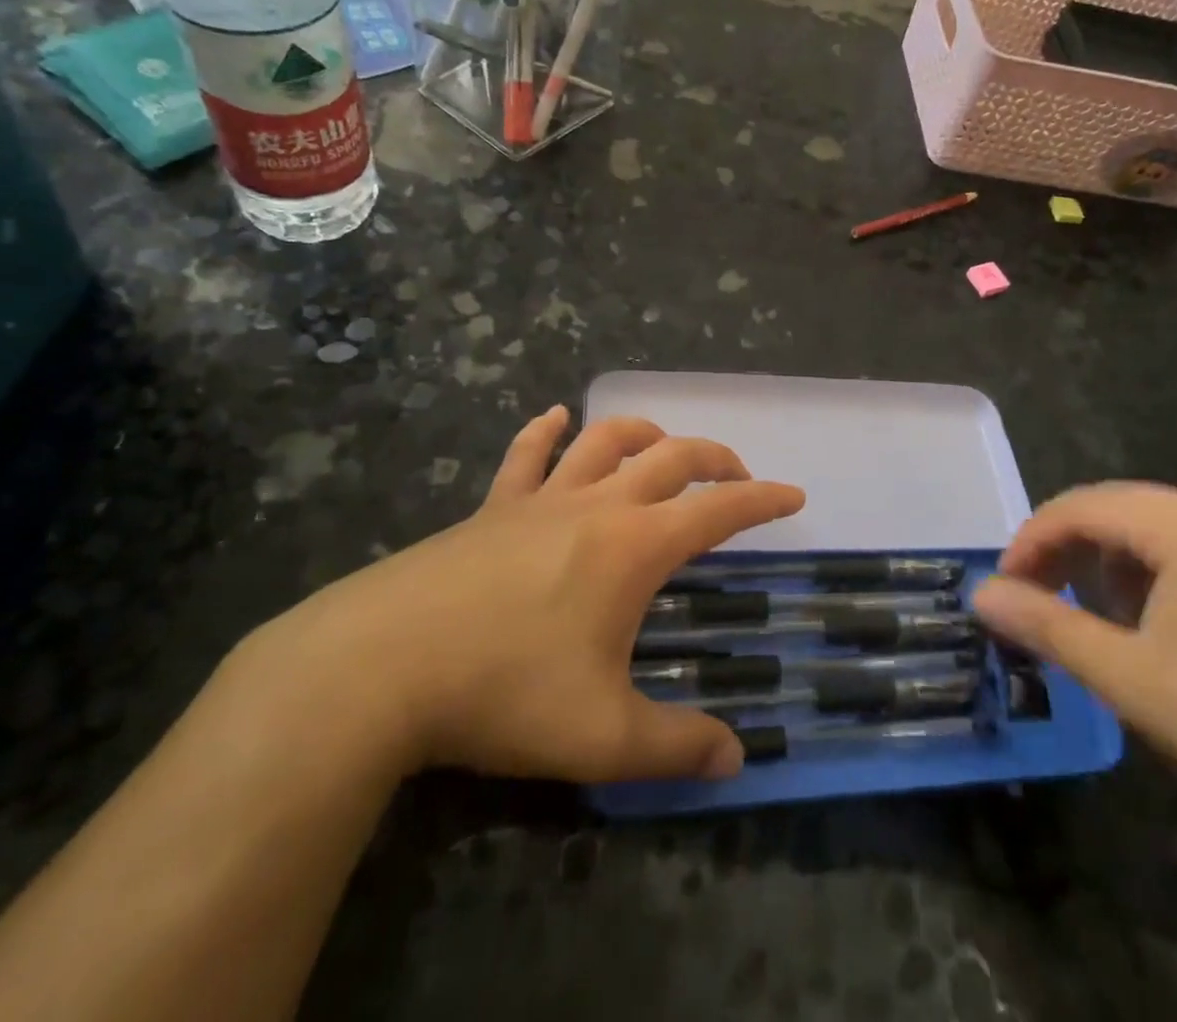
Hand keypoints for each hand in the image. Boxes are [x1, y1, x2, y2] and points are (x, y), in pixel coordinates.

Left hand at [234, 407, 804, 785]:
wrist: (383, 665)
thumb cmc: (504, 690)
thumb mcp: (602, 735)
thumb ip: (676, 747)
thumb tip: (734, 759)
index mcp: (634, 546)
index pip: (718, 510)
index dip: (762, 501)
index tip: (793, 495)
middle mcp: (596, 505)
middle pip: (670, 457)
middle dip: (714, 459)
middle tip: (737, 477)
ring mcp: (539, 498)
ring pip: (603, 440)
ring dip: (642, 432)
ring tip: (662, 443)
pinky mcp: (491, 506)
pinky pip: (526, 454)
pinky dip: (546, 430)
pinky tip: (555, 417)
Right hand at [972, 483, 1176, 861]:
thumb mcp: (1130, 678)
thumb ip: (1047, 625)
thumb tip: (980, 593)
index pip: (1082, 505)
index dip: (1031, 539)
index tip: (1004, 585)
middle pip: (1116, 507)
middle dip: (1065, 547)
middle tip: (1034, 595)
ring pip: (1152, 526)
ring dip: (1106, 560)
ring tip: (1089, 613)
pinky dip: (1149, 572)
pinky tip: (1149, 620)